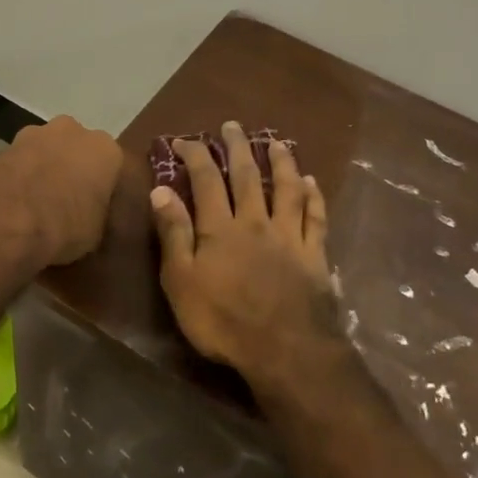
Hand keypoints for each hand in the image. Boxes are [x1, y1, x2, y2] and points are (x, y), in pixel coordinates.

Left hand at [0, 115, 121, 268]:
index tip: (93, 205)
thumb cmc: (65, 227)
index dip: (100, 185)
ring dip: (40, 168)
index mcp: (104, 149)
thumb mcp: (96, 232)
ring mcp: (32, 134)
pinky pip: (16, 163)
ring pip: (43, 150)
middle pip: (74, 147)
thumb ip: (97, 212)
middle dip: (70, 167)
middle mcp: (71, 131)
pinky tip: (10, 204)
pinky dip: (15, 177)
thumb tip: (90, 215)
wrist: (7, 223)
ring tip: (33, 203)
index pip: (110, 164)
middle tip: (64, 200)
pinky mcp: (1, 147)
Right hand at [150, 120, 342, 386]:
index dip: (196, 156)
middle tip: (234, 126)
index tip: (186, 140)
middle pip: (247, 176)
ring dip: (281, 163)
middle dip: (238, 148)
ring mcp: (289, 237)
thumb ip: (173, 234)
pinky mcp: (315, 255)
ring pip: (286, 189)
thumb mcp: (182, 282)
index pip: (206, 180)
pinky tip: (312, 184)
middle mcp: (256, 222)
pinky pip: (316, 218)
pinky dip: (314, 197)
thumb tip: (161, 190)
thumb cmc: (224, 321)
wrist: (286, 351)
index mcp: (220, 228)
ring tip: (277, 143)